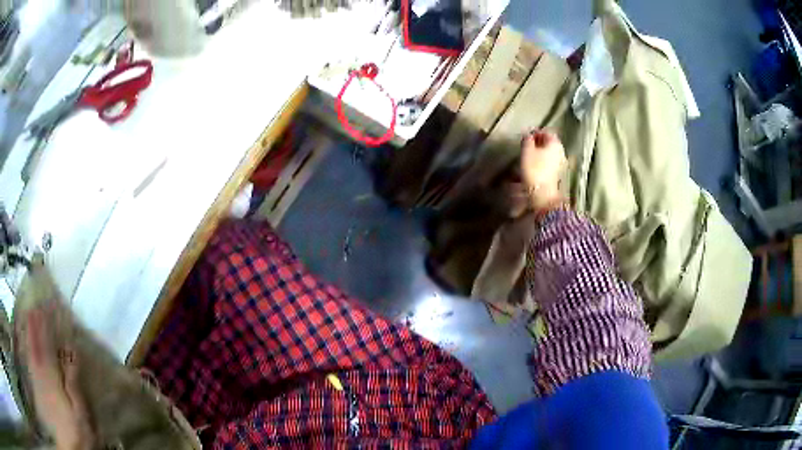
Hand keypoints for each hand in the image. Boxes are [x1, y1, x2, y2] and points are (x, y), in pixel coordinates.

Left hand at [25, 308, 93, 449]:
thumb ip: (73, 383)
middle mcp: (41, 375)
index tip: (44, 307)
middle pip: (36, 346)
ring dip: (29, 335)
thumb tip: (72, 351)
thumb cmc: (76, 435)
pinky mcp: (37, 391)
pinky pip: (30, 365)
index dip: (44, 326)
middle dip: (34, 326)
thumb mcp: (80, 414)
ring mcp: (37, 383)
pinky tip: (28, 347)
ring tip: (28, 318)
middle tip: (33, 306)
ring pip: (31, 353)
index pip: (46, 346)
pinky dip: (28, 351)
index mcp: (52, 378)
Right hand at [520, 130, 566, 211]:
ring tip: (527, 155)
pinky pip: (548, 162)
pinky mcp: (556, 173)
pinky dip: (540, 161)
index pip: (546, 132)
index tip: (527, 136)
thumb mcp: (527, 151)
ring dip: (538, 152)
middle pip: (548, 143)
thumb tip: (528, 135)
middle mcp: (560, 152)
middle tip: (526, 145)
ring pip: (548, 153)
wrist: (542, 192)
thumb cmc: (534, 169)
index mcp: (555, 143)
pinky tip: (532, 165)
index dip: (536, 132)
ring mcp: (559, 163)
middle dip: (537, 143)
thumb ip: (527, 140)